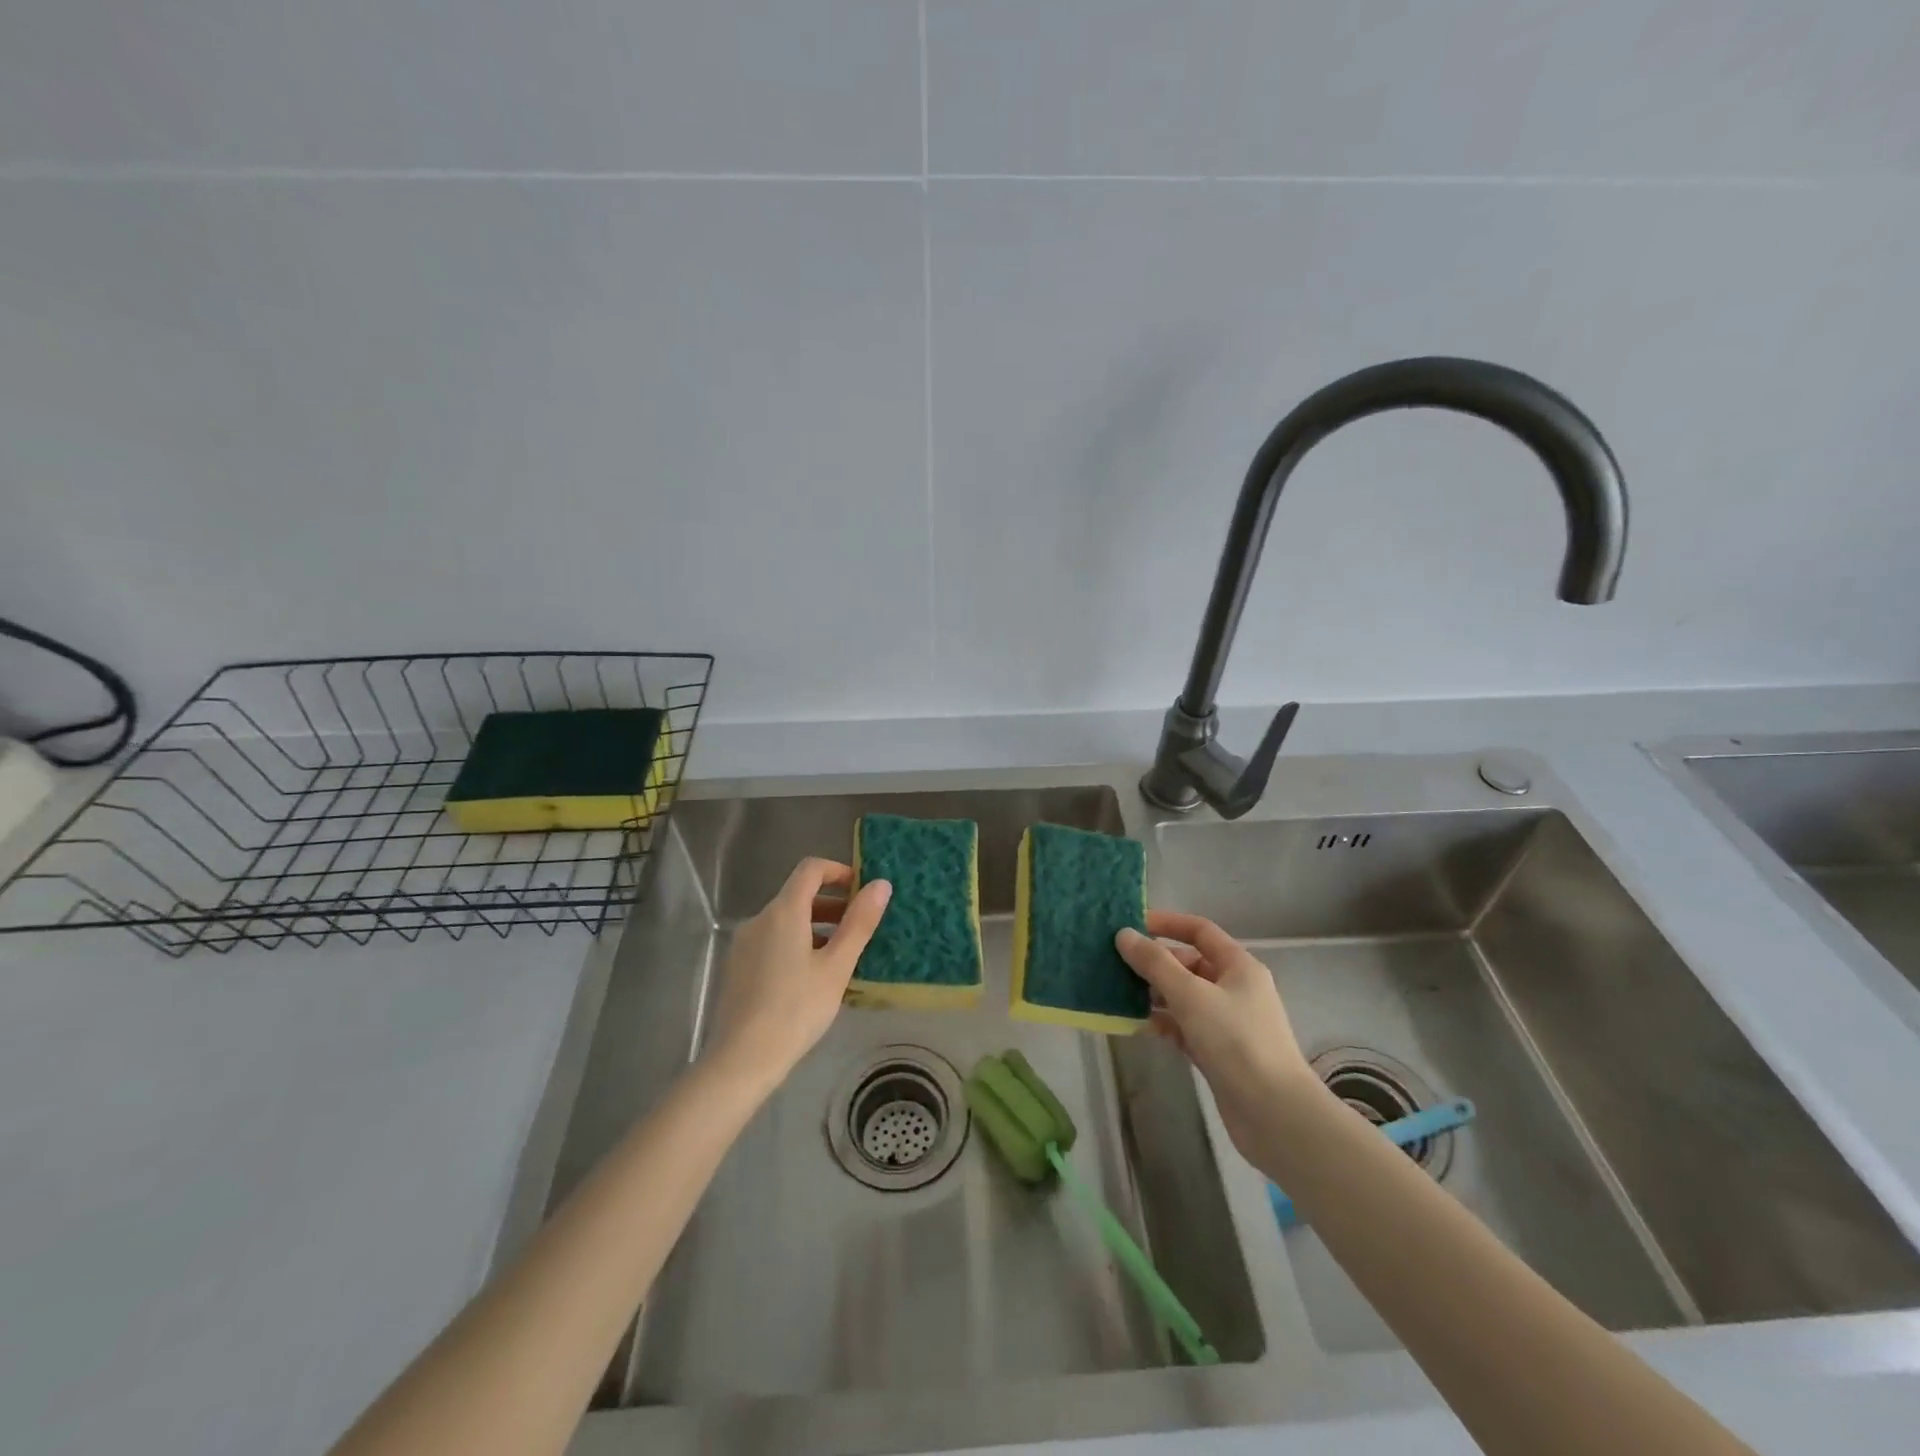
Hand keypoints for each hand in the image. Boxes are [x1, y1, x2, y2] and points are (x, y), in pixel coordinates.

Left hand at [703, 857, 891, 1092]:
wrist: (741, 1060)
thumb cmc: (796, 1009)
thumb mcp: (837, 967)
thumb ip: (859, 922)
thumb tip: (881, 884)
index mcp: (783, 912)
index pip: (810, 869)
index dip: (838, 871)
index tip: (861, 890)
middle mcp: (759, 919)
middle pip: (797, 895)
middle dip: (831, 903)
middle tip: (859, 926)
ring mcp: (744, 944)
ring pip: (785, 920)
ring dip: (815, 925)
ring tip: (841, 954)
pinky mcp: (737, 967)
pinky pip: (772, 940)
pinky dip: (796, 943)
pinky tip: (811, 976)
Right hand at [1116, 911, 1321, 1168]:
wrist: (1274, 1114)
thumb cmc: (1235, 1041)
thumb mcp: (1191, 995)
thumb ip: (1155, 964)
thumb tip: (1124, 935)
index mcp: (1238, 966)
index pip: (1200, 931)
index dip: (1167, 924)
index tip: (1131, 925)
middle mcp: (1235, 988)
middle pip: (1189, 964)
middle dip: (1155, 963)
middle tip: (1116, 964)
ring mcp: (1227, 1022)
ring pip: (1184, 997)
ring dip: (1154, 994)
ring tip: (1118, 993)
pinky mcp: (1218, 1052)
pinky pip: (1184, 1026)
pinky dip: (1163, 1022)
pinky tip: (1137, 1024)